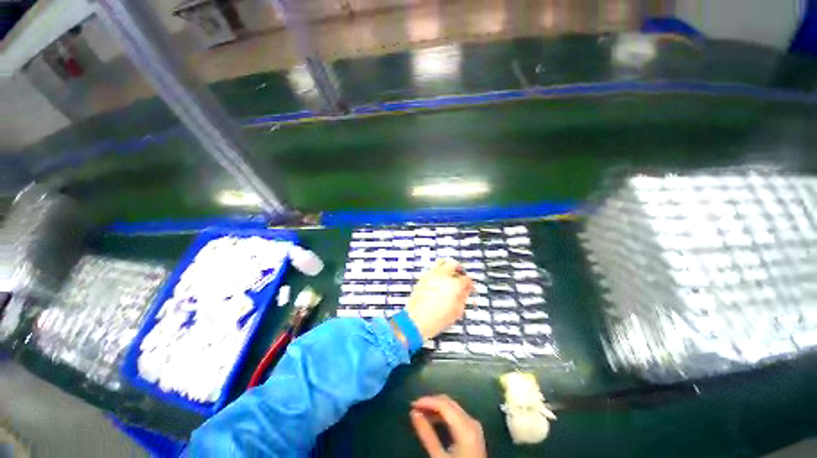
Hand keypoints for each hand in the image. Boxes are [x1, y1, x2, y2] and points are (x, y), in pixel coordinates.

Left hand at [405, 259, 473, 339]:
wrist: (416, 321)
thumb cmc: (436, 319)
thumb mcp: (457, 311)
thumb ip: (464, 297)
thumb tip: (466, 291)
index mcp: (454, 285)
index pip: (467, 279)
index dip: (470, 284)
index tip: (470, 287)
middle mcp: (443, 276)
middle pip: (454, 265)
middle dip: (460, 270)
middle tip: (461, 277)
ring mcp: (432, 275)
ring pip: (442, 262)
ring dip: (448, 267)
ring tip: (450, 275)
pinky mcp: (423, 277)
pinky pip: (433, 269)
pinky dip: (438, 272)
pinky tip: (439, 280)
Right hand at [410, 395, 486, 457]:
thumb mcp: (439, 457)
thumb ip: (427, 434)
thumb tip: (414, 414)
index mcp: (466, 427)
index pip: (443, 404)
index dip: (427, 401)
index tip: (412, 405)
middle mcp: (471, 421)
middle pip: (448, 403)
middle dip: (431, 403)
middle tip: (415, 408)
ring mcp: (474, 425)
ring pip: (452, 407)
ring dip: (436, 408)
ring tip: (421, 413)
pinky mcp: (473, 431)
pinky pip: (456, 415)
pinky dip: (443, 414)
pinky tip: (432, 419)